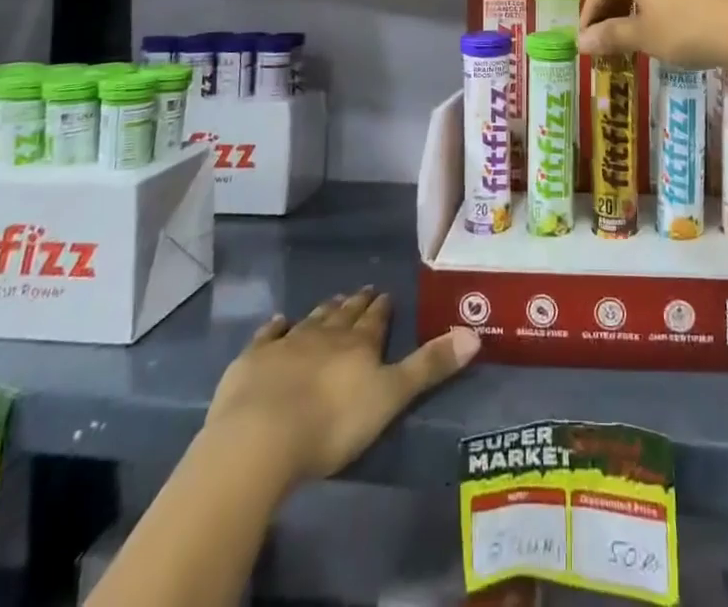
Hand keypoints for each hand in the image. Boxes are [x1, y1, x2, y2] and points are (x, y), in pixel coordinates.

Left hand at [206, 287, 479, 490]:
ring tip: (333, 300)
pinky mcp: (253, 361)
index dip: (382, 308)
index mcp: (359, 344)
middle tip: (363, 290)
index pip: (375, 320)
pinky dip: (275, 327)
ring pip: (311, 320)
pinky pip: (268, 336)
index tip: (386, 293)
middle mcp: (325, 335)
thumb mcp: (390, 397)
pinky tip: (279, 320)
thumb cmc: (332, 423)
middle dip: (356, 304)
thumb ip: (430, 366)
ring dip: (324, 311)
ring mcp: (286, 344)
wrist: (260, 436)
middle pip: (344, 315)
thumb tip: (475, 334)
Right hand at [577, 0, 727, 70]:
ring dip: (633, 7)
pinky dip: (656, 3)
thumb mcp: (644, 36)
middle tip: (605, 39)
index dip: (589, 15)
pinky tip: (663, 24)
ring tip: (632, 33)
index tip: (586, 41)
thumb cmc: (687, 29)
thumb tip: (581, 42)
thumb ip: (610, 36)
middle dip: (610, 10)